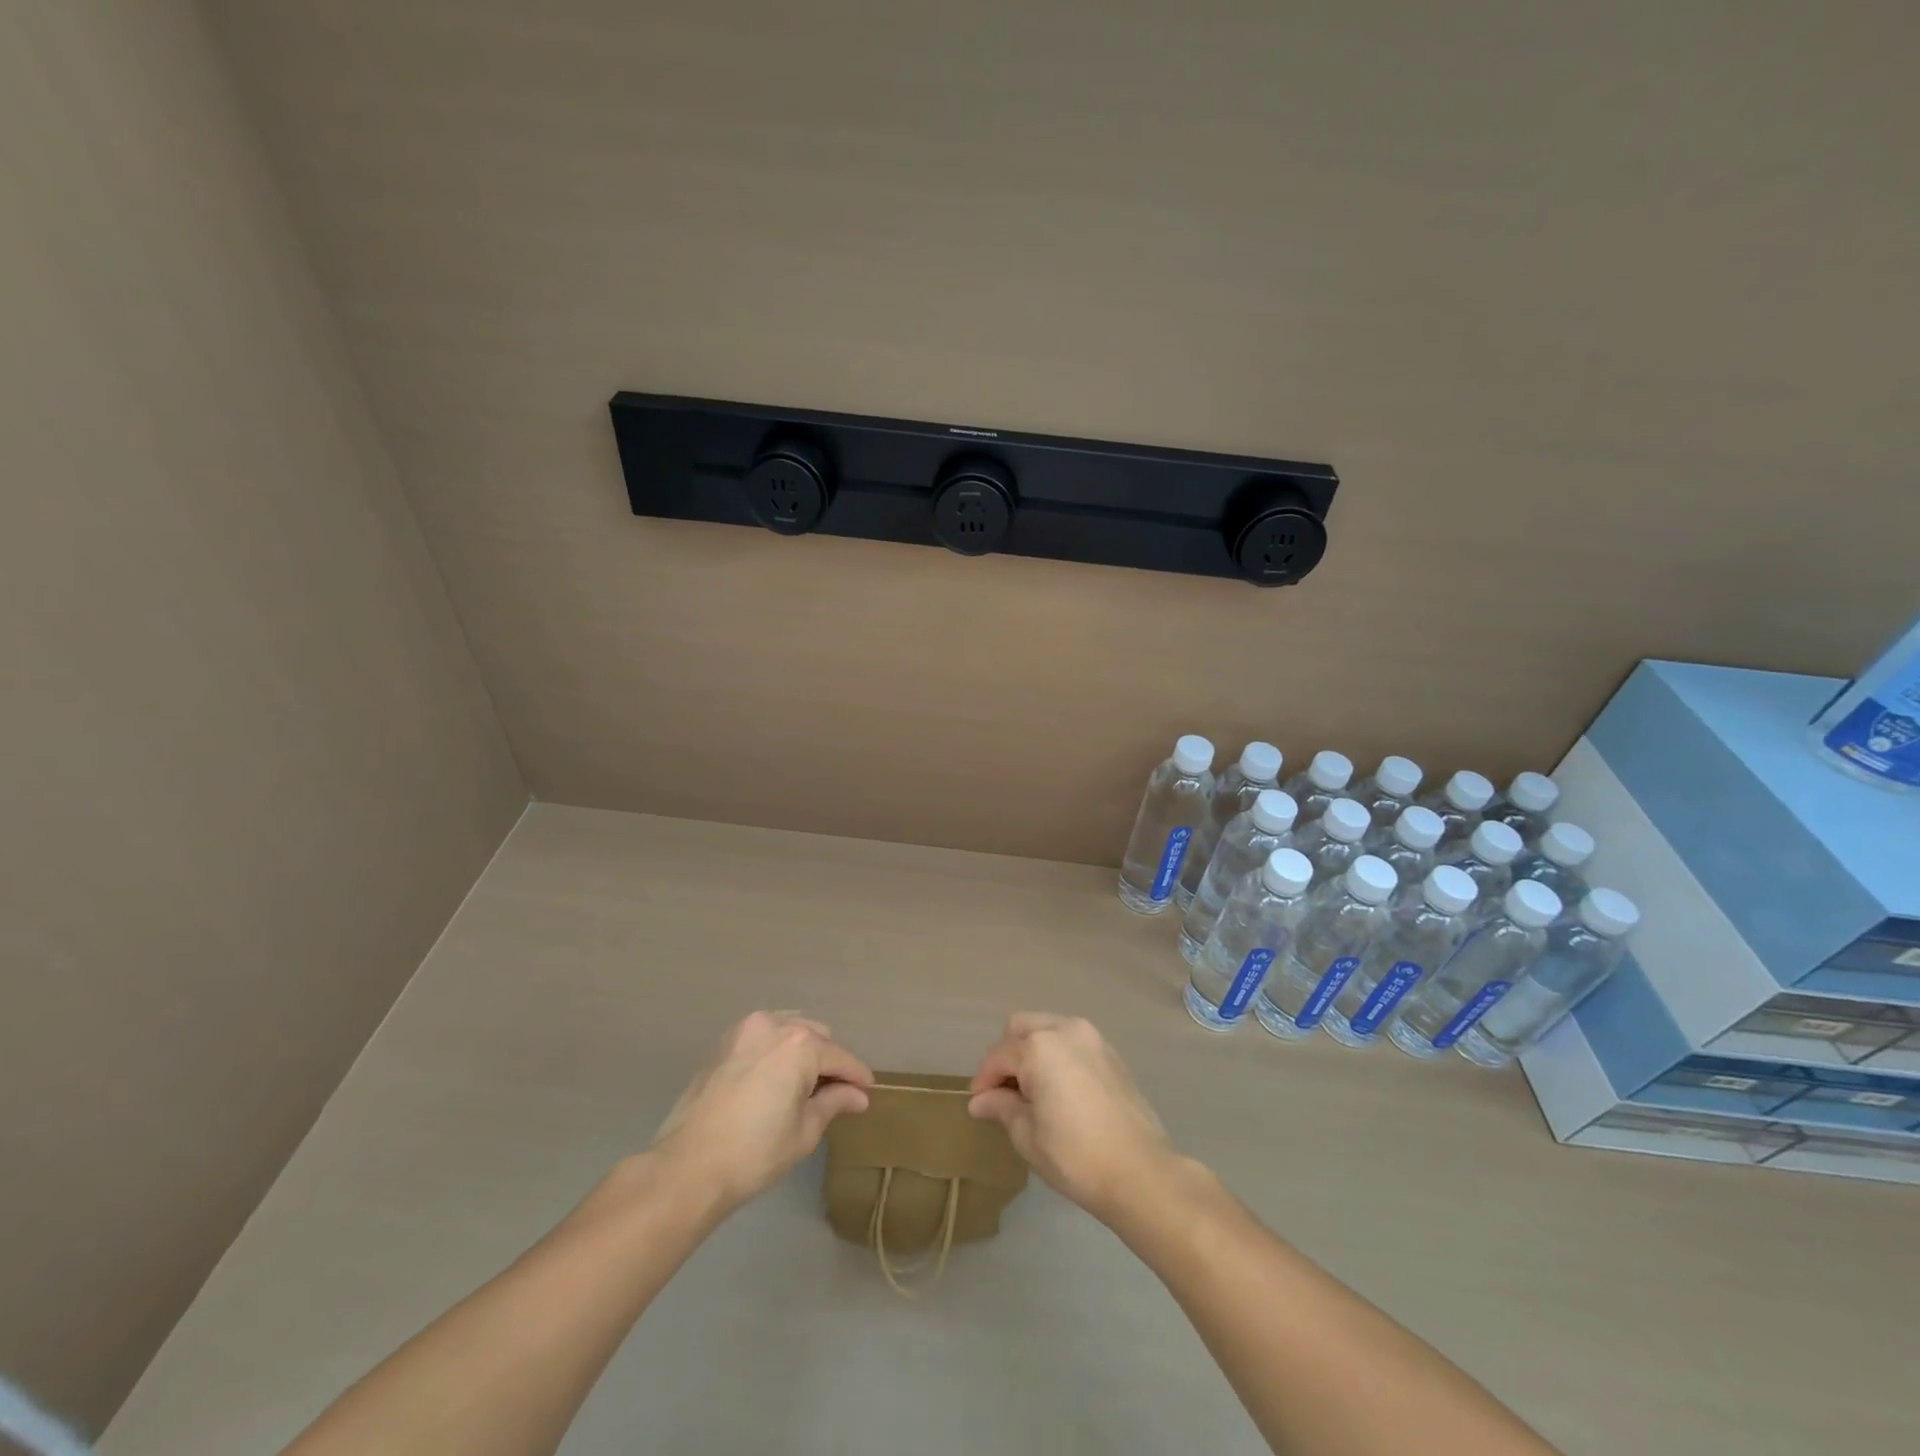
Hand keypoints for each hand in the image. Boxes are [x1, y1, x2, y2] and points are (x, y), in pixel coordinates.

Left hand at [652, 1012, 873, 1213]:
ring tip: (806, 1084)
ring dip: (803, 1051)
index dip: (857, 1076)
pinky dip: (777, 1050)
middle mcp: (775, 1025)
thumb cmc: (754, 1152)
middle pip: (816, 1037)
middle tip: (836, 1093)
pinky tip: (777, 1078)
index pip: (840, 1058)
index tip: (867, 1091)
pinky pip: (764, 1037)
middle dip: (829, 1062)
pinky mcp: (724, 1043)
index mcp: (800, 1044)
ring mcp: (746, 1030)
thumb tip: (858, 1096)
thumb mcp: (804, 1131)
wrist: (687, 1167)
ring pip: (789, 1030)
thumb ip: (834, 1103)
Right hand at [967, 1013, 1177, 1223]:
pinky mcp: (1110, 1052)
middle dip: (1007, 1054)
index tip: (977, 1103)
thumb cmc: (1075, 1156)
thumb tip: (981, 1101)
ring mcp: (1091, 1038)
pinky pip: (1071, 1041)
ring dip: (1032, 1050)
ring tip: (1029, 1089)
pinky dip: (1056, 1054)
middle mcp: (1064, 1029)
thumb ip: (1002, 1108)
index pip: (999, 1056)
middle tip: (1002, 1090)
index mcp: (1039, 1047)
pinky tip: (1057, 1087)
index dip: (984, 1079)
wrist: (1140, 1171)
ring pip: (1048, 1028)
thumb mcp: (1028, 1136)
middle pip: (1022, 1028)